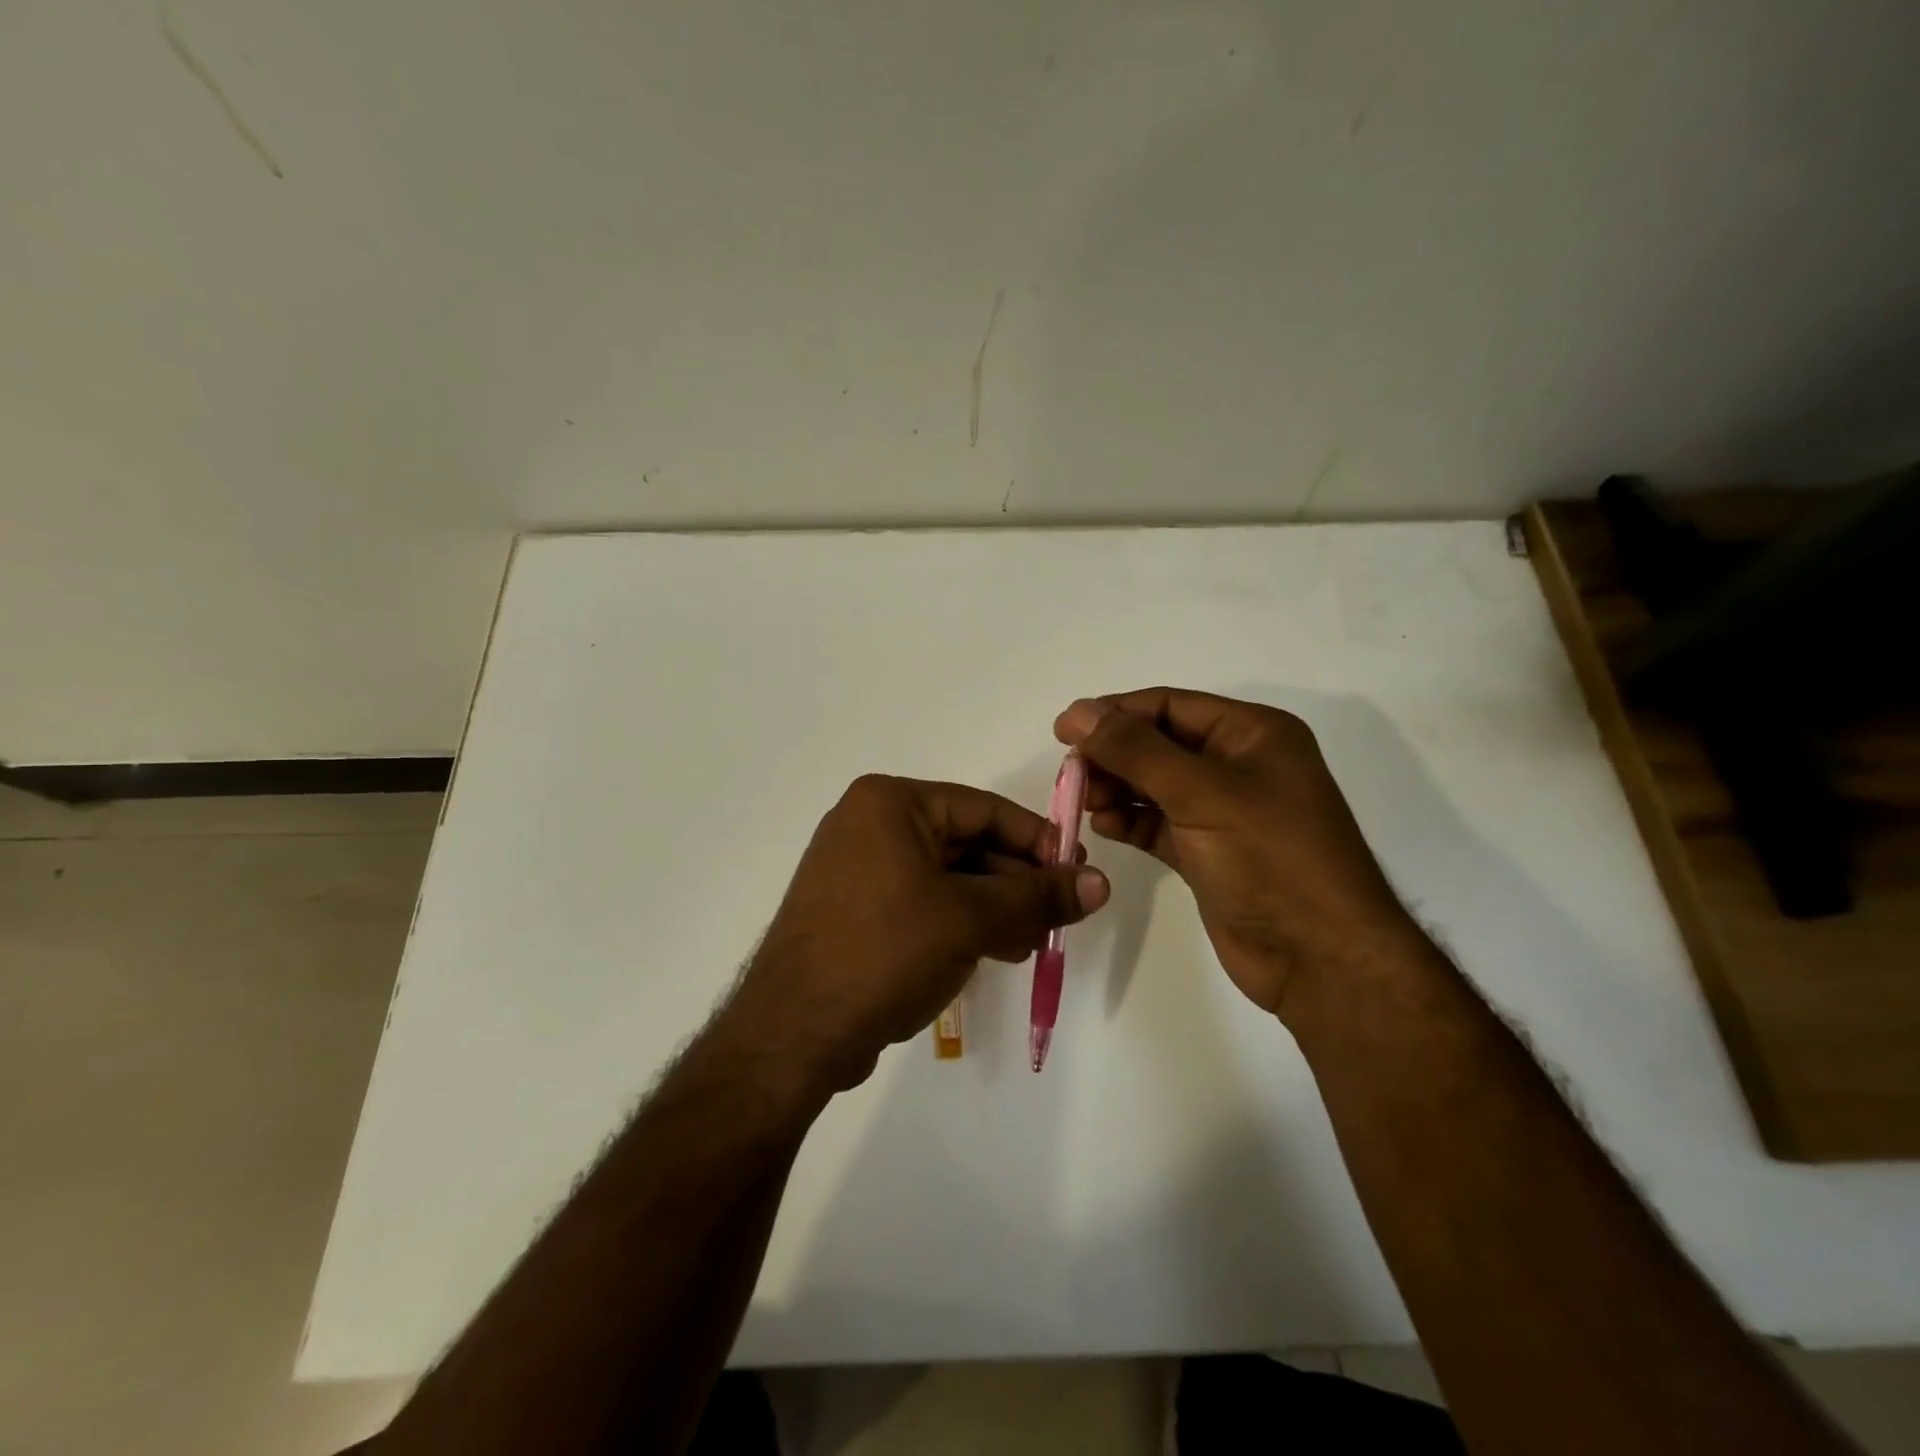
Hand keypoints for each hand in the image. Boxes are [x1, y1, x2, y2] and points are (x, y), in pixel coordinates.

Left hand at [726, 774, 1109, 1093]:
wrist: (793, 1033)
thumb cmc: (885, 952)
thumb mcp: (970, 918)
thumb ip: (1038, 897)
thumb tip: (1100, 883)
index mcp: (890, 804)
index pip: (983, 809)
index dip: (1037, 840)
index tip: (1077, 874)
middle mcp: (869, 824)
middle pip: (966, 842)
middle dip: (1016, 882)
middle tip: (1060, 916)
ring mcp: (857, 868)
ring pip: (946, 876)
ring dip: (994, 907)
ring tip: (1033, 943)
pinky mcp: (854, 910)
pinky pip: (921, 901)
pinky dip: (960, 922)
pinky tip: (996, 951)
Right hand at [1054, 689, 1412, 1015]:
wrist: (1320, 959)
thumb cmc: (1269, 859)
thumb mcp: (1201, 793)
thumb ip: (1135, 750)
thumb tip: (1078, 710)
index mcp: (1252, 734)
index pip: (1170, 706)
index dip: (1114, 713)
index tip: (1063, 730)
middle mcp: (1238, 765)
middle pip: (1158, 744)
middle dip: (1112, 755)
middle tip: (1070, 776)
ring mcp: (1223, 811)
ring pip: (1154, 785)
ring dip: (1116, 789)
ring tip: (1084, 803)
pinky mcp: (1208, 852)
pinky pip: (1158, 824)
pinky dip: (1130, 822)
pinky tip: (1103, 826)